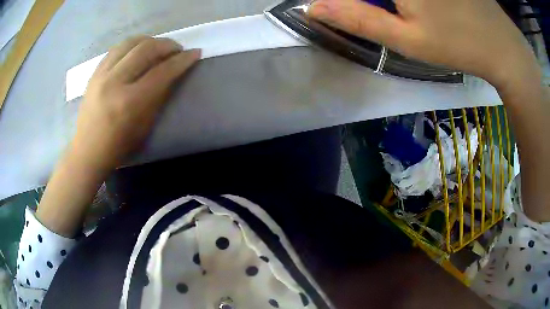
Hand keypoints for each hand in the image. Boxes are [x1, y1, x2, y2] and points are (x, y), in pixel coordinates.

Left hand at [72, 36, 200, 169]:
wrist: (88, 150)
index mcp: (130, 102)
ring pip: (130, 42)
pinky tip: (138, 50)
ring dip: (149, 40)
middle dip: (167, 45)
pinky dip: (132, 45)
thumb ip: (159, 95)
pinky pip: (117, 48)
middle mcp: (114, 82)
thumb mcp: (145, 125)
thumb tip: (173, 72)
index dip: (182, 60)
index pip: (161, 72)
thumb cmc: (119, 145)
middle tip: (177, 49)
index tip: (194, 53)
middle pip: (146, 49)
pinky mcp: (95, 72)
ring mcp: (102, 75)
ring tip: (158, 47)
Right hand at [308, 0, 537, 87]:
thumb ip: (358, 19)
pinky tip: (412, 9)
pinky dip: (399, 1)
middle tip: (378, 13)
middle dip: (369, 3)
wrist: (502, 45)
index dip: (342, 1)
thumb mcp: (407, 39)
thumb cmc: (458, 44)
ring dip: (385, 3)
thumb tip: (313, 7)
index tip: (339, 10)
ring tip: (399, 13)